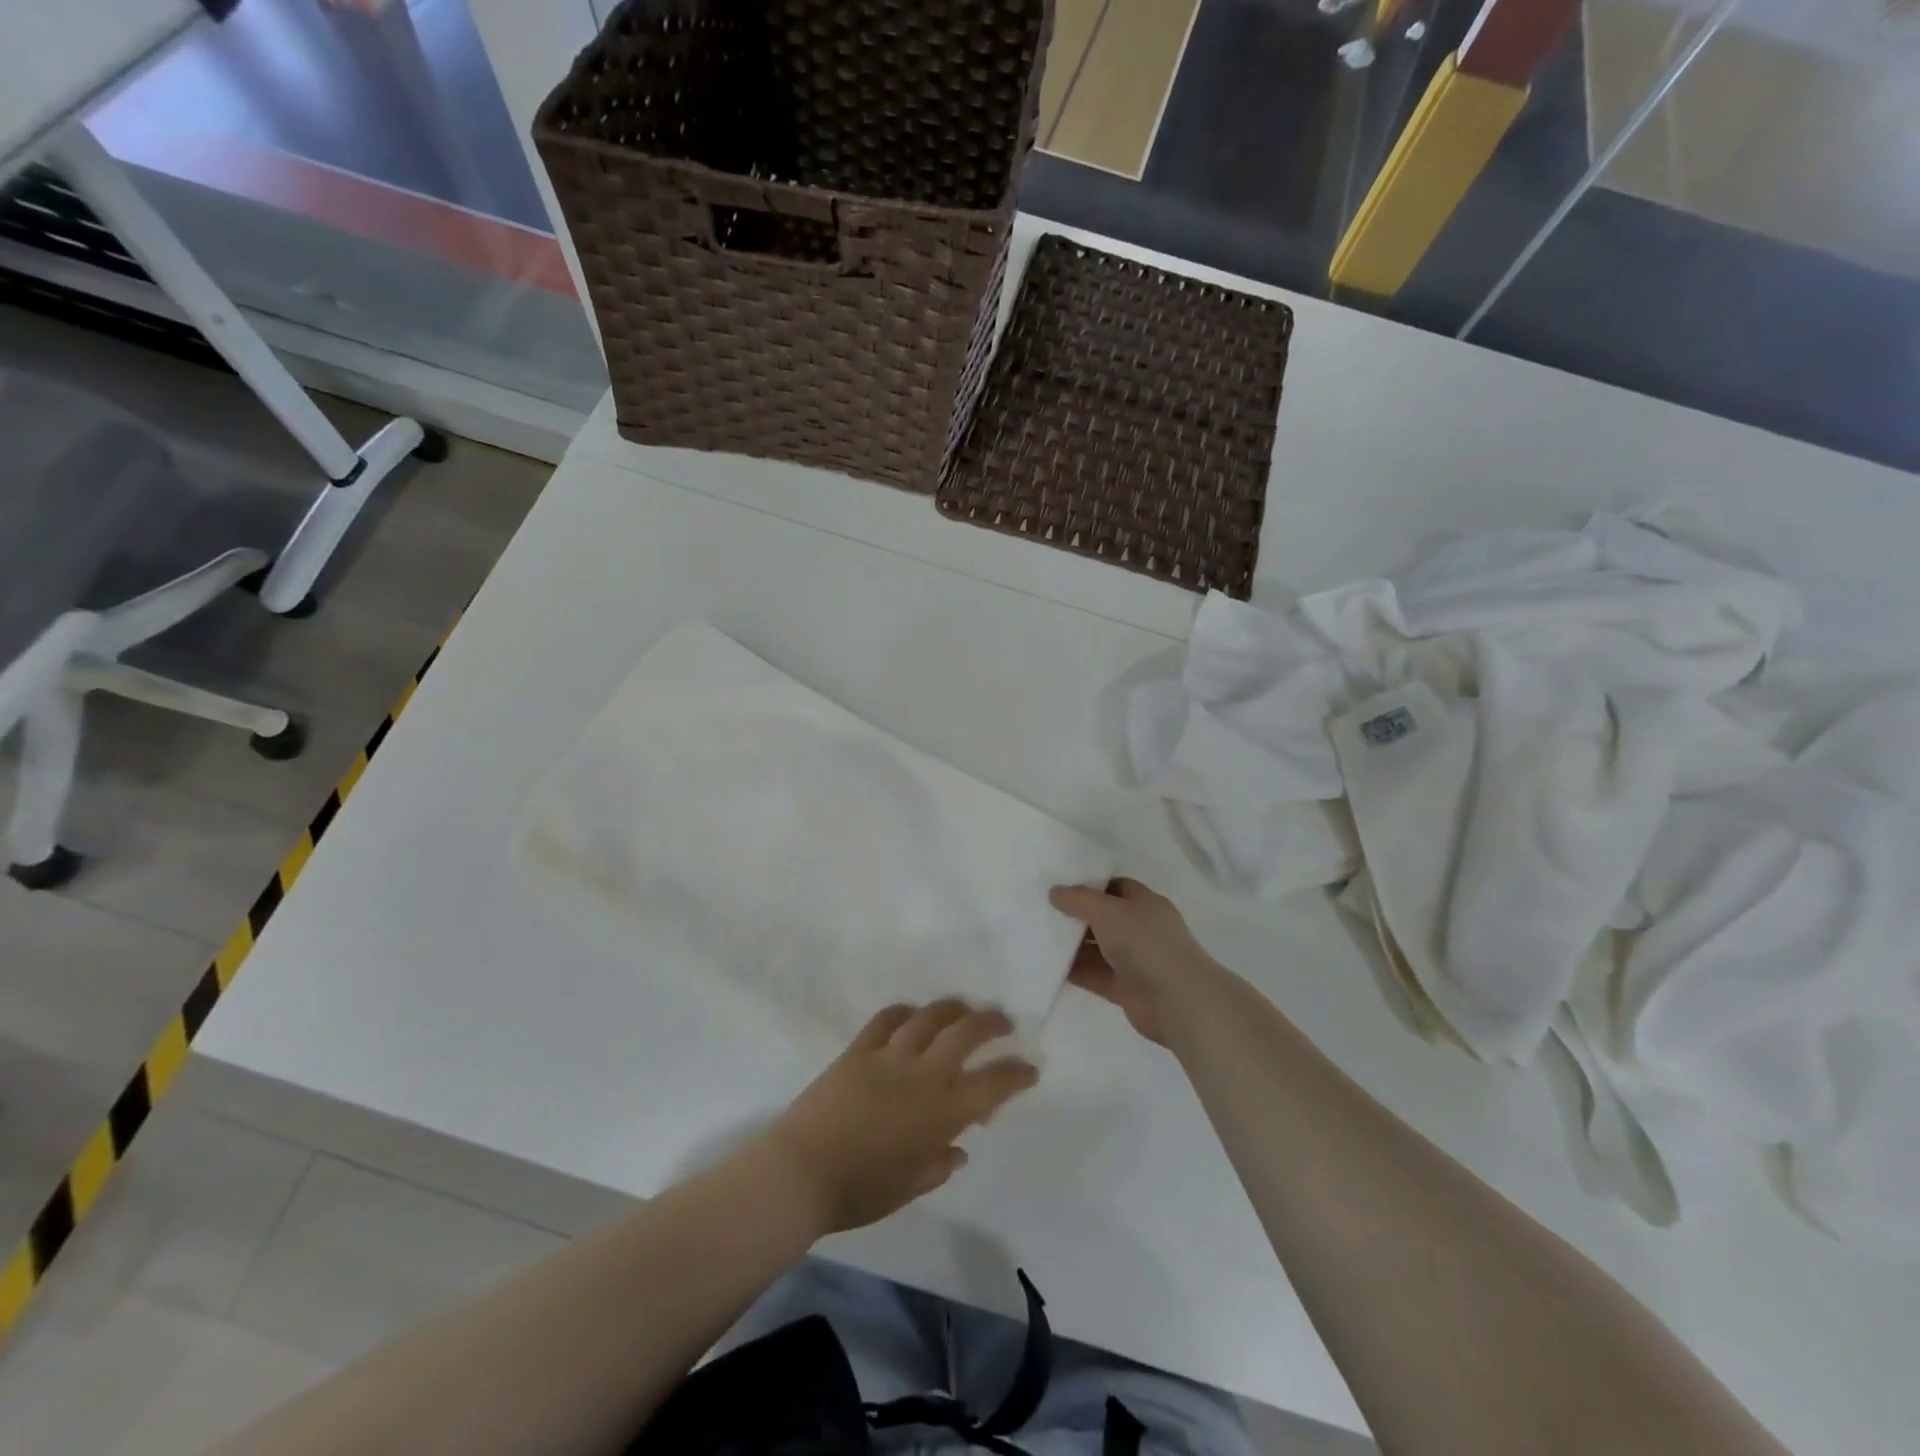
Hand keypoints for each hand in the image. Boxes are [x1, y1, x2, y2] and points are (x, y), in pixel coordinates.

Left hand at [764, 1001, 1037, 1235]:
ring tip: (963, 1008)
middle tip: (1003, 1022)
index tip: (1030, 1068)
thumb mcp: (908, 1188)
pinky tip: (912, 1014)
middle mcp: (922, 1076)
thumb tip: (958, 1149)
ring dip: (952, 1008)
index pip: (993, 1086)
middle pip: (965, 1034)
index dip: (1017, 1074)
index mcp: (942, 1114)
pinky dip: (904, 1012)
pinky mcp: (859, 1049)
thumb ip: (937, 1166)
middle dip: (991, 1023)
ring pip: (930, 1018)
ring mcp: (889, 1057)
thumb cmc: (860, 1192)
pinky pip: (887, 1019)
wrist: (801, 1173)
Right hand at [1049, 878, 1227, 1045]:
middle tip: (1042, 910)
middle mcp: (1140, 929)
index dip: (1089, 884)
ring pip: (1097, 948)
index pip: (1115, 886)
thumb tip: (1054, 892)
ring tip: (1038, 937)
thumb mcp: (1108, 910)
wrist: (1175, 1000)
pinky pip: (1094, 975)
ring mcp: (1133, 960)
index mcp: (1144, 903)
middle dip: (1076, 915)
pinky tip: (1048, 966)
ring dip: (1072, 945)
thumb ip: (1079, 900)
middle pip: (1103, 917)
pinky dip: (1075, 971)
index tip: (1059, 885)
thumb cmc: (1145, 942)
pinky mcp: (1124, 988)